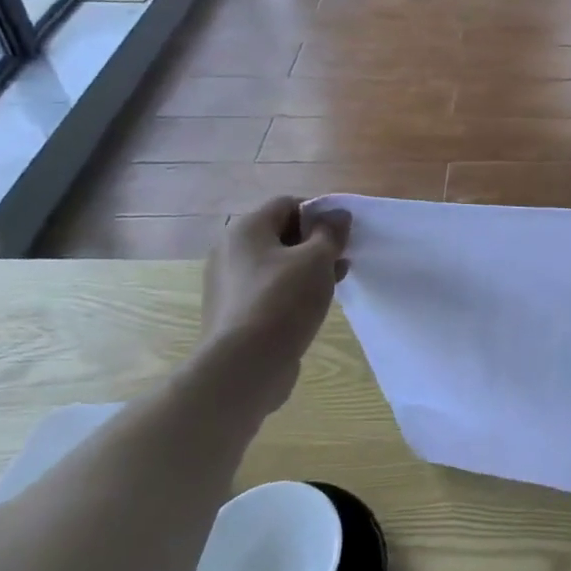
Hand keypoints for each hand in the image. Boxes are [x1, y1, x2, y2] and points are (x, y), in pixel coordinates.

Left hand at [196, 196, 350, 413]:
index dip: (319, 213)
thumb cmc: (283, 301)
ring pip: (276, 264)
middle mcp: (230, 251)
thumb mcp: (317, 259)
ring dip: (307, 268)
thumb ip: (330, 232)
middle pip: (280, 234)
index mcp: (246, 230)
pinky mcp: (233, 313)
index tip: (342, 234)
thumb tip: (337, 214)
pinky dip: (291, 290)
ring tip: (335, 282)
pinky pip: (268, 289)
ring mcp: (228, 284)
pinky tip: (313, 306)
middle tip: (342, 258)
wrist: (244, 367)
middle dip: (315, 242)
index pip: (287, 204)